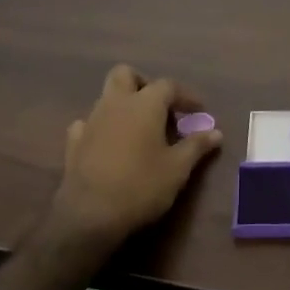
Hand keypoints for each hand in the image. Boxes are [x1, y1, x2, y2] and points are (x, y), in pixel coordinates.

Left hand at [42, 64, 222, 265]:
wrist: (89, 215)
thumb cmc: (141, 186)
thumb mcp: (178, 168)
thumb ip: (197, 146)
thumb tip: (216, 132)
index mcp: (144, 104)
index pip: (168, 85)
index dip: (186, 96)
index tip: (198, 112)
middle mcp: (115, 103)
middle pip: (125, 74)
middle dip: (143, 84)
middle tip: (159, 108)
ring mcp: (91, 121)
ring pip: (106, 97)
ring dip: (124, 106)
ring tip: (140, 131)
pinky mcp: (73, 142)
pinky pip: (87, 123)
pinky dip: (101, 128)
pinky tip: (109, 145)